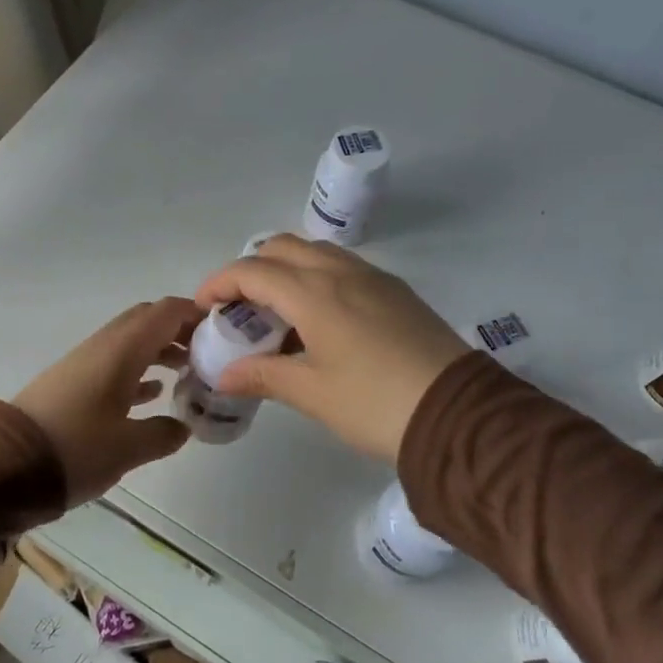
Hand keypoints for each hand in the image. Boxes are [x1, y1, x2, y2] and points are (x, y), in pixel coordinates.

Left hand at [13, 298, 201, 503]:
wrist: (6, 464)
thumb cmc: (75, 449)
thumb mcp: (128, 447)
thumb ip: (163, 434)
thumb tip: (183, 427)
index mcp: (121, 350)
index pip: (166, 312)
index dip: (197, 314)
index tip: (224, 332)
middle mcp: (103, 346)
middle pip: (148, 321)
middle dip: (180, 331)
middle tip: (208, 354)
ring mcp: (85, 363)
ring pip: (131, 343)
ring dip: (160, 350)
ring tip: (188, 374)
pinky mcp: (72, 383)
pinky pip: (115, 364)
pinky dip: (139, 370)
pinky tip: (153, 394)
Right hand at [194, 235, 469, 461]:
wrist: (459, 415)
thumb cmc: (374, 403)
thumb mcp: (312, 393)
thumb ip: (263, 376)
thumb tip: (224, 376)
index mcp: (315, 293)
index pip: (253, 270)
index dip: (220, 283)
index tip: (204, 307)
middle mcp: (342, 273)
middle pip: (283, 247)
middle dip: (251, 269)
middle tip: (240, 308)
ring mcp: (374, 278)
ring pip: (316, 253)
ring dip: (286, 270)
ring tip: (277, 313)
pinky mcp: (396, 292)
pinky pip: (343, 268)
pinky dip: (316, 278)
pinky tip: (319, 320)